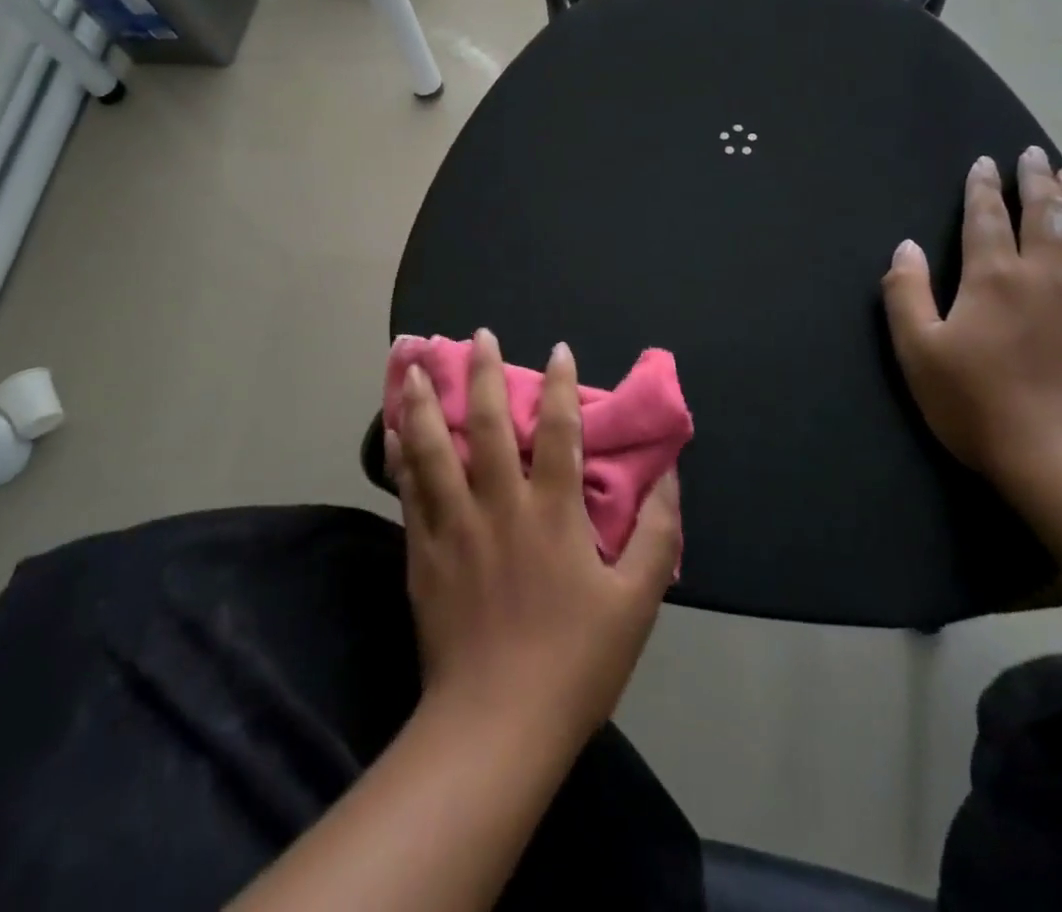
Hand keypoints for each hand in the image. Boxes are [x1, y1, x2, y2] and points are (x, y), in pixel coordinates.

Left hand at [386, 329, 680, 747]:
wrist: (496, 725)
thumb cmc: (575, 663)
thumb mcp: (636, 604)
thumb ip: (656, 537)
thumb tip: (670, 479)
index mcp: (553, 514)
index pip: (558, 432)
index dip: (559, 386)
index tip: (558, 350)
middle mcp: (500, 506)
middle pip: (486, 426)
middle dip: (483, 374)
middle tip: (479, 336)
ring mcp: (455, 527)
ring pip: (434, 449)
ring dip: (425, 402)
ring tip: (414, 365)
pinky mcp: (423, 552)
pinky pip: (408, 491)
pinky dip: (400, 455)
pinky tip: (391, 430)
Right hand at [880, 147, 1061, 494]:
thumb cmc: (980, 407)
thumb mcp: (919, 354)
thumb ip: (906, 294)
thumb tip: (906, 246)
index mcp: (994, 278)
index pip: (986, 217)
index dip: (983, 187)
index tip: (984, 163)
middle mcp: (1049, 273)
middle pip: (1045, 212)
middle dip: (1036, 178)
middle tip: (1033, 153)